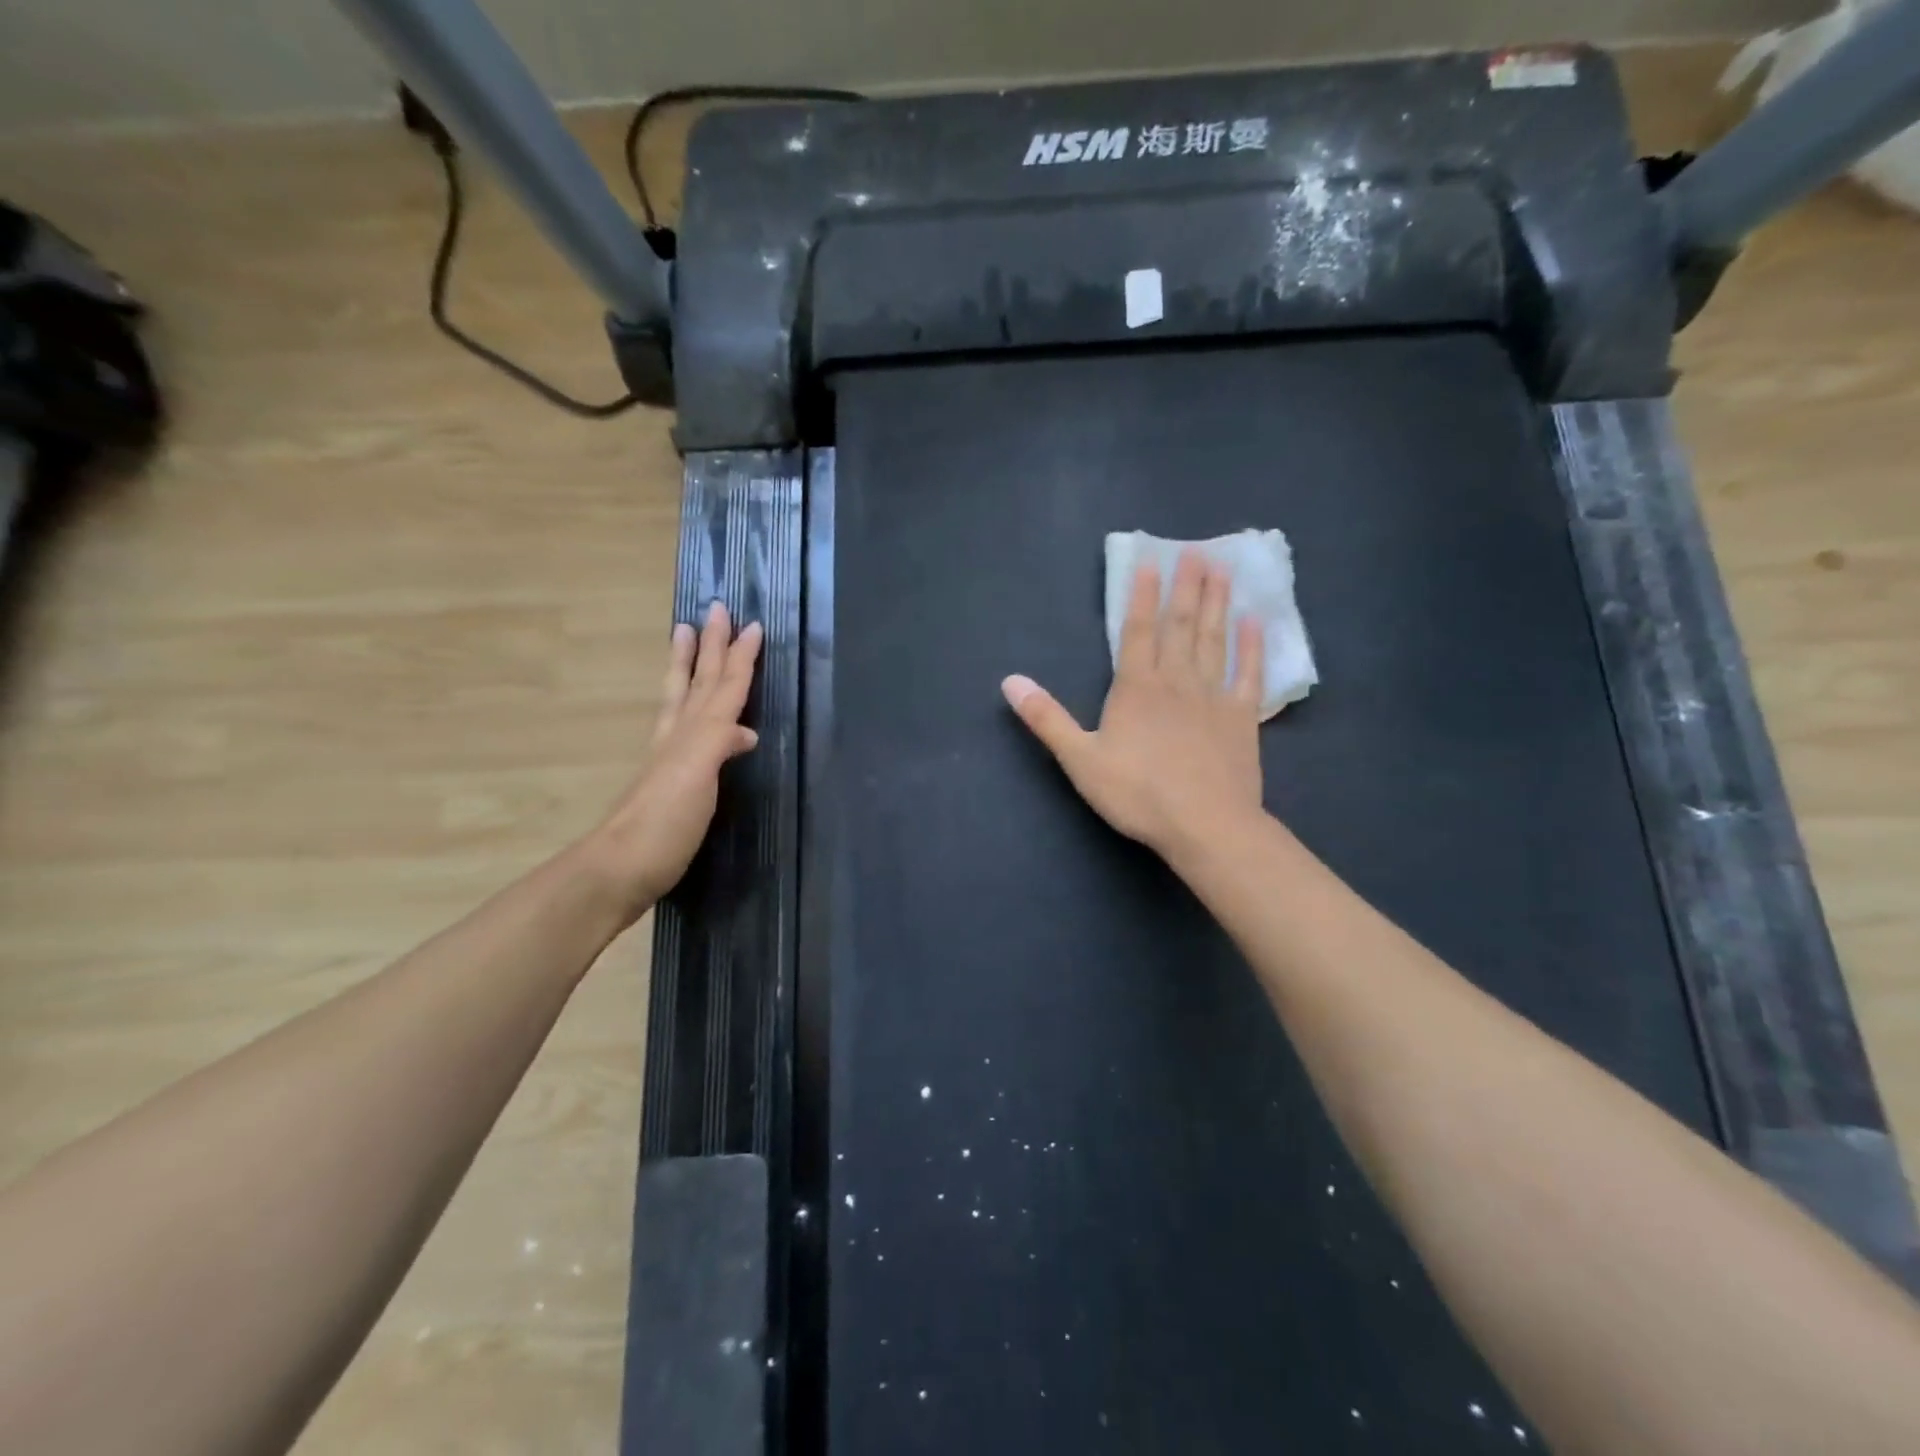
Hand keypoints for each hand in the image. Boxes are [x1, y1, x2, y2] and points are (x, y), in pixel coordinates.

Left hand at [589, 602, 762, 924]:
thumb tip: (745, 730)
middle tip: (714, 609)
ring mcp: (670, 758)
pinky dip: (699, 716)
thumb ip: (718, 743)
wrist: (620, 869)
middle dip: (710, 647)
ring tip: (684, 635)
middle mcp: (679, 737)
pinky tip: (706, 724)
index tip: (750, 624)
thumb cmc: (665, 823)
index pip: (722, 687)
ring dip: (689, 667)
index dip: (738, 657)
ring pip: (683, 700)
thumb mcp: (695, 776)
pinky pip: (686, 732)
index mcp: (692, 733)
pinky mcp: (669, 782)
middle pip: (698, 683)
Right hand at [1003, 551, 1264, 859]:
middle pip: (1181, 625)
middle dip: (1187, 587)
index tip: (1151, 561)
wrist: (1204, 825)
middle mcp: (1176, 681)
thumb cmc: (1137, 793)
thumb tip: (1010, 681)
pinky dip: (1251, 646)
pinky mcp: (1242, 717)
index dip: (1143, 595)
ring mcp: (1213, 696)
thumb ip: (1047, 718)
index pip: (1139, 631)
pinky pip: (1248, 673)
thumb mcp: (1080, 759)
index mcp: (1136, 688)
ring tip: (1223, 570)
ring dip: (1217, 604)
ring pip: (1214, 640)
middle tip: (1198, 551)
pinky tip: (1254, 622)